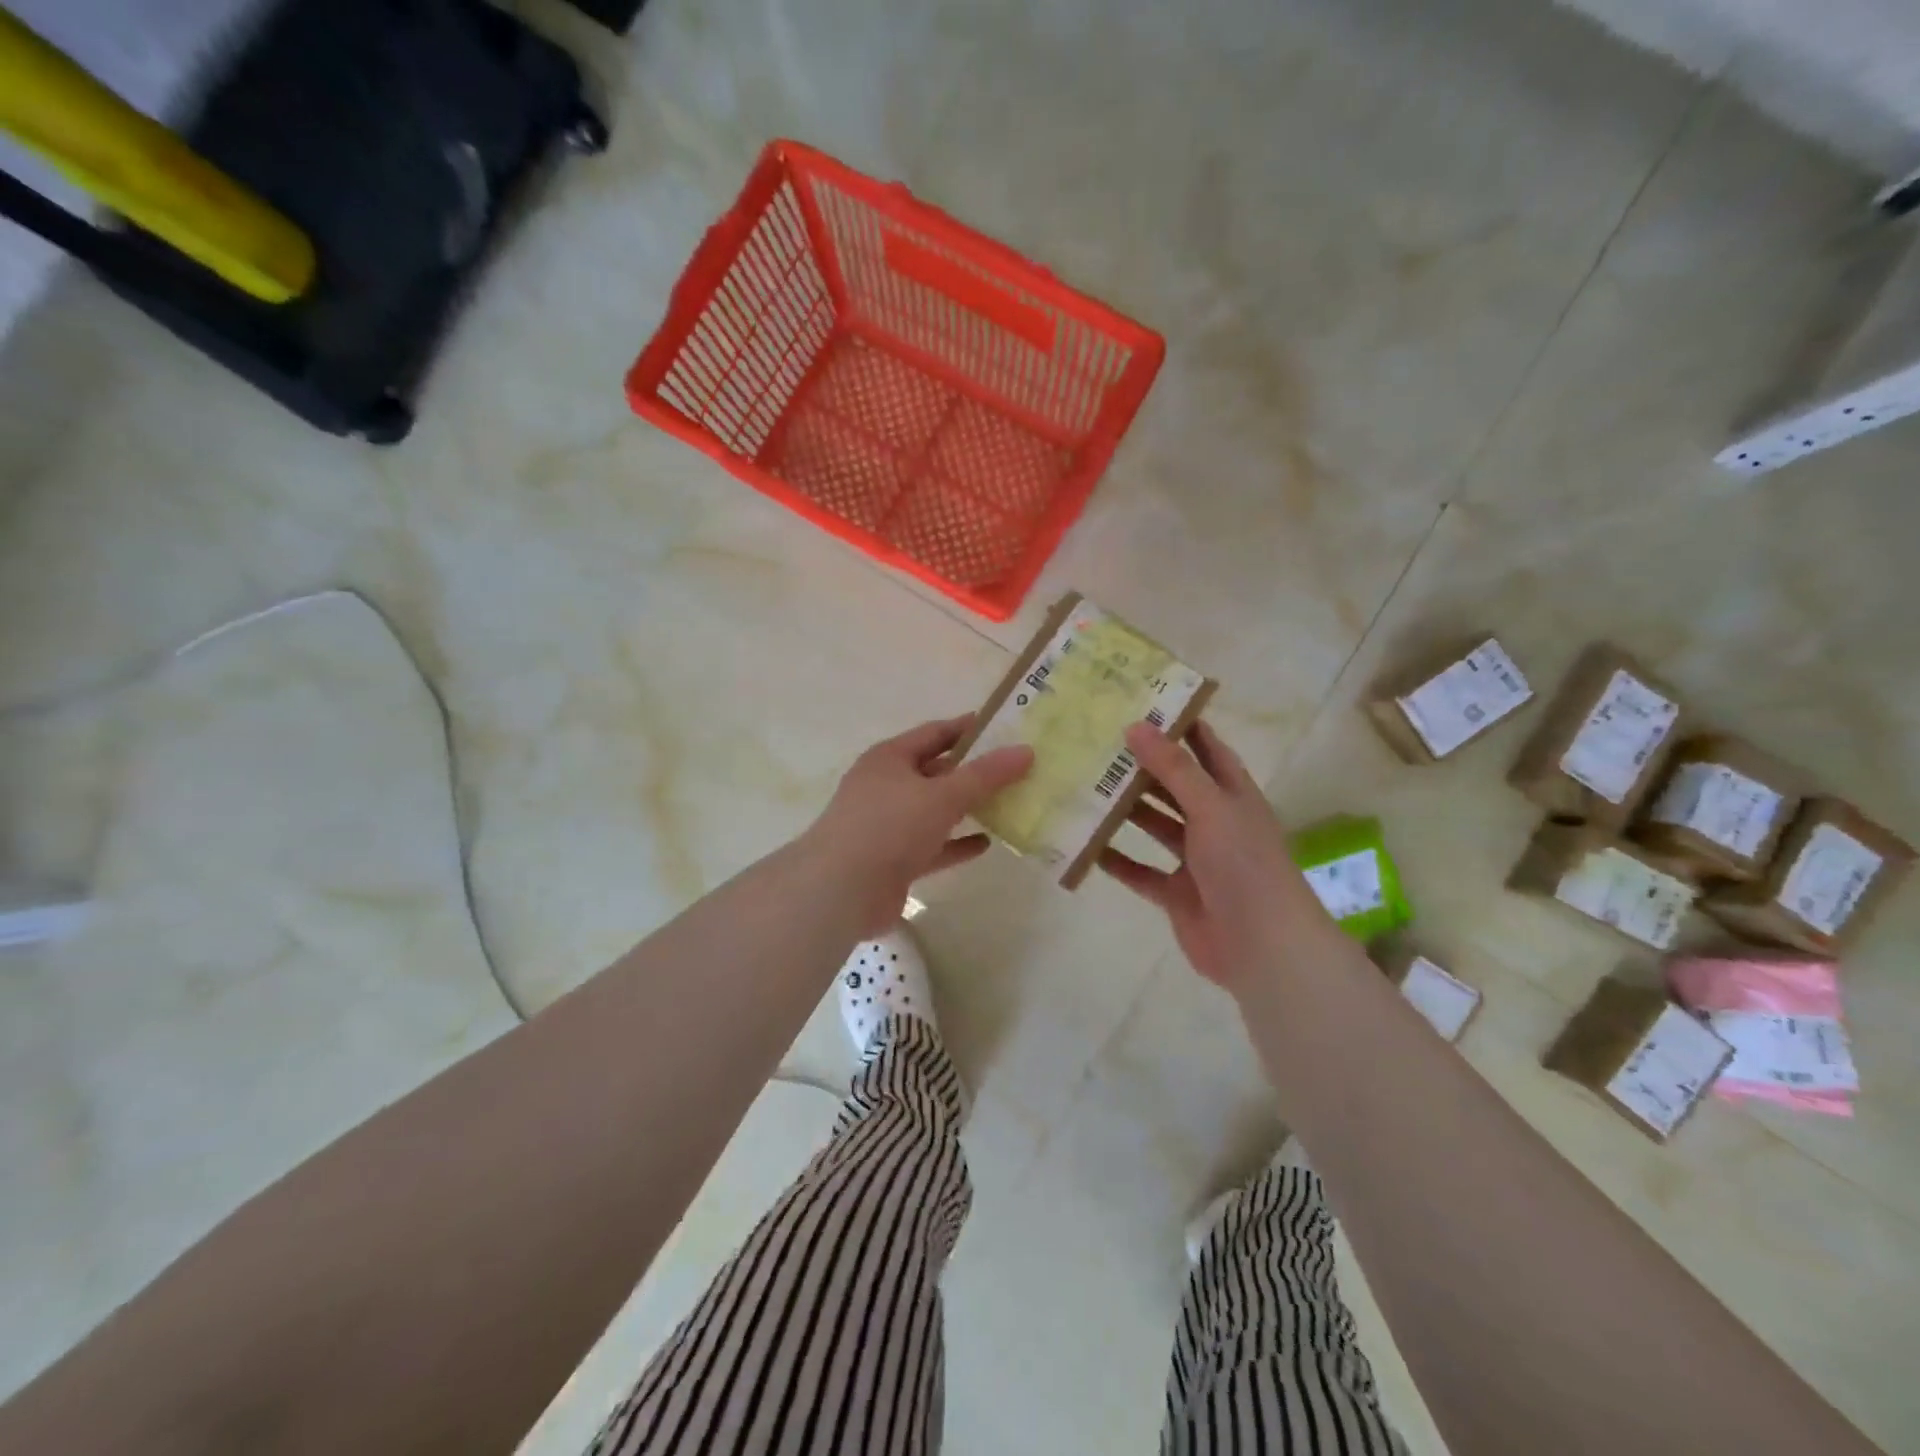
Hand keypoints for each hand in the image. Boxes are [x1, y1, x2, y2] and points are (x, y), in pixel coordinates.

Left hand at [807, 715, 1033, 934]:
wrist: (841, 890)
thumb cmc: (890, 826)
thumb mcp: (943, 795)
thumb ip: (985, 775)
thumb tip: (1026, 751)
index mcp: (890, 758)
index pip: (935, 733)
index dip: (969, 729)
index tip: (1005, 728)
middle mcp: (886, 787)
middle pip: (936, 772)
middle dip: (973, 772)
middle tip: (1015, 769)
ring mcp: (887, 825)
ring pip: (935, 811)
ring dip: (967, 808)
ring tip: (1008, 804)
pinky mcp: (894, 861)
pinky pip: (932, 846)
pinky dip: (956, 844)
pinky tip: (986, 843)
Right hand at [1099, 720, 1338, 989]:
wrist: (1262, 945)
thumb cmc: (1243, 864)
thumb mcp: (1211, 805)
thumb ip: (1174, 768)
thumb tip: (1135, 725)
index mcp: (1233, 795)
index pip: (1207, 749)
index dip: (1182, 726)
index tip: (1144, 703)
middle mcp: (1215, 822)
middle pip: (1175, 786)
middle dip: (1143, 767)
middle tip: (1099, 744)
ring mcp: (1196, 860)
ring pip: (1156, 826)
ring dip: (1127, 811)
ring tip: (1086, 787)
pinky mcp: (1177, 893)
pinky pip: (1141, 871)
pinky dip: (1118, 860)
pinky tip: (1087, 845)